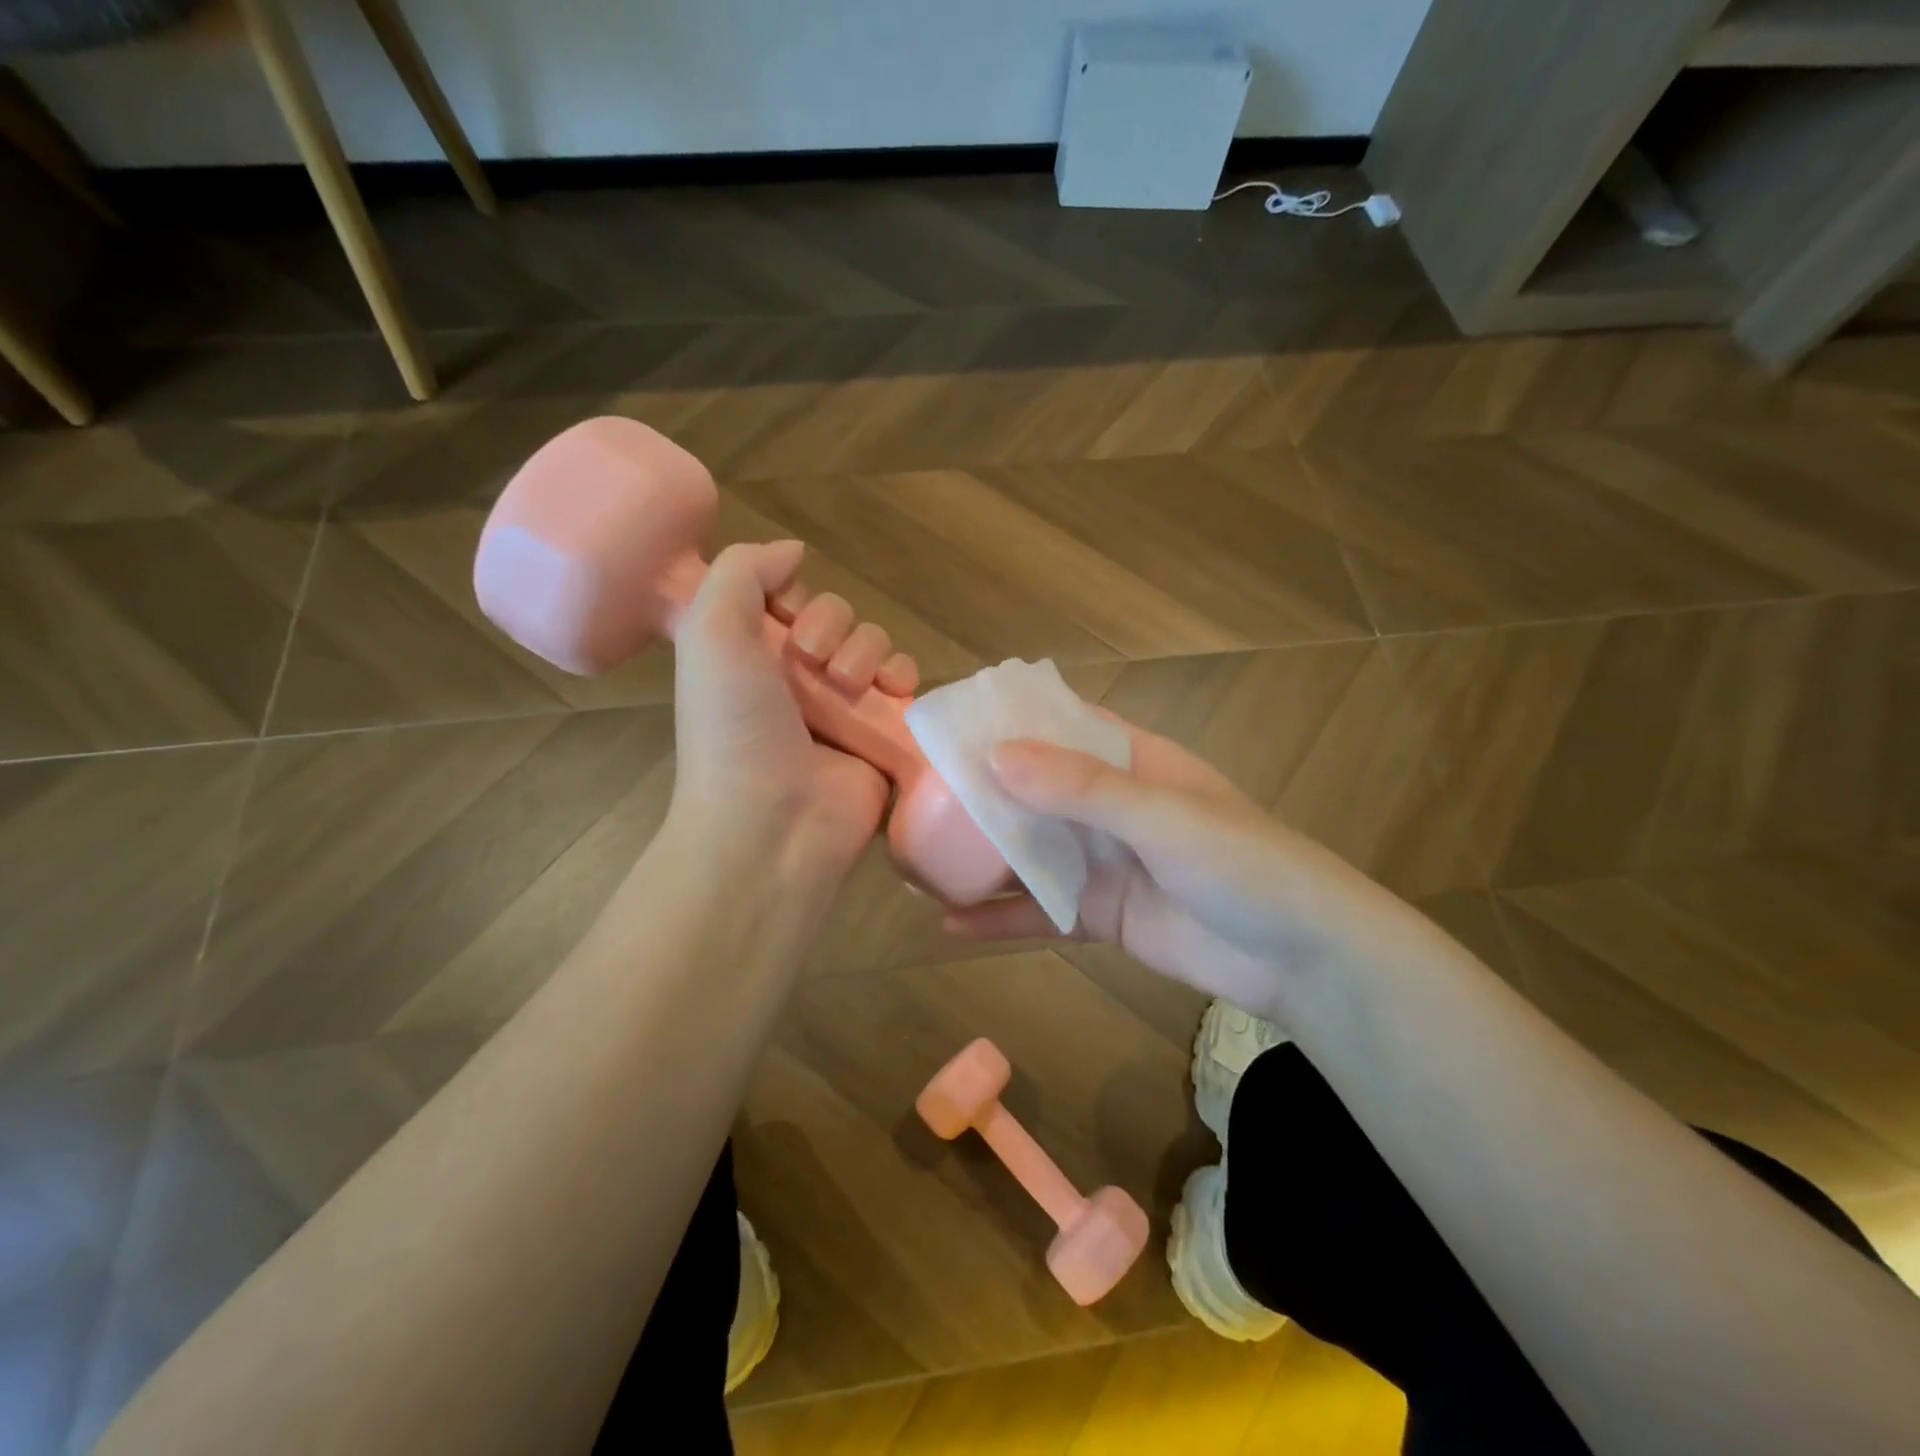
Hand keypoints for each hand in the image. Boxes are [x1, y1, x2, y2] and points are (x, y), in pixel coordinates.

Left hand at [668, 541, 912, 890]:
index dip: (795, 597)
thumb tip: (794, 551)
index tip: (785, 619)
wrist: (772, 822)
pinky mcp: (883, 734)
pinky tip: (894, 693)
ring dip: (868, 652)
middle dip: (832, 628)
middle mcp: (797, 679)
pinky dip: (905, 679)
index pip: (790, 599)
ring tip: (851, 687)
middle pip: (838, 618)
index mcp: (751, 656)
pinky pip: (907, 685)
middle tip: (814, 662)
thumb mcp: (709, 632)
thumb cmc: (734, 726)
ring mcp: (843, 709)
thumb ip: (743, 571)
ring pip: (876, 645)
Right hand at [942, 721, 1404, 1017]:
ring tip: (913, 860)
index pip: (1057, 724)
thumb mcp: (1162, 816)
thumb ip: (1081, 788)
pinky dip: (998, 917)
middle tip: (908, 795)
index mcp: (1130, 760)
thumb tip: (993, 757)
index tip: (944, 722)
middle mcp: (1109, 804)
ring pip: (1027, 851)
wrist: (1301, 958)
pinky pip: (1038, 911)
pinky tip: (948, 925)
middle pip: (1031, 789)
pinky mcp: (1098, 915)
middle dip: (976, 791)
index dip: (1004, 720)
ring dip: (977, 856)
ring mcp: (1101, 861)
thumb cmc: (1242, 863)